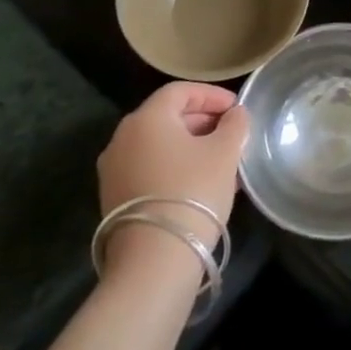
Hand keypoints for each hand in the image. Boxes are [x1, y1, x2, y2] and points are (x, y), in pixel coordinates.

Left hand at [97, 83, 249, 261]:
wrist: (154, 258)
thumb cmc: (193, 191)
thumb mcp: (225, 152)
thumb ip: (234, 125)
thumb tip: (235, 114)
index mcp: (147, 118)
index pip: (180, 91)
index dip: (212, 95)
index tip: (237, 108)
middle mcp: (122, 138)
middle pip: (167, 116)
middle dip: (202, 120)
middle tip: (232, 133)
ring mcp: (113, 169)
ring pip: (159, 144)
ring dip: (190, 145)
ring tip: (221, 160)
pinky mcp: (114, 197)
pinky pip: (149, 167)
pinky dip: (175, 165)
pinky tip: (200, 182)